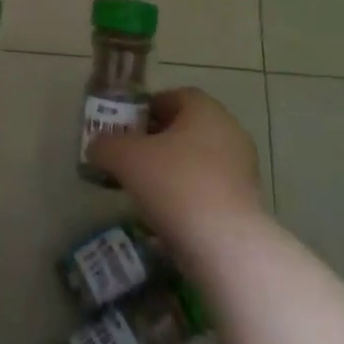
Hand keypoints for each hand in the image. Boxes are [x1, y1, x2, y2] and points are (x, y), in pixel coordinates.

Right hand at [88, 88, 262, 248]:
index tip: (126, 129)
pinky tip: (169, 215)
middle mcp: (229, 131)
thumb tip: (96, 146)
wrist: (226, 246)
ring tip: (146, 190)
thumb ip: (107, 146)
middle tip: (131, 158)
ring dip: (173, 170)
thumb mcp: (127, 159)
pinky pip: (210, 188)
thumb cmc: (176, 184)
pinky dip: (189, 195)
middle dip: (158, 140)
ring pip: (198, 160)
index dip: (147, 109)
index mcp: (206, 110)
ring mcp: (242, 169)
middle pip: (187, 128)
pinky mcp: (246, 203)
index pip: (174, 97)